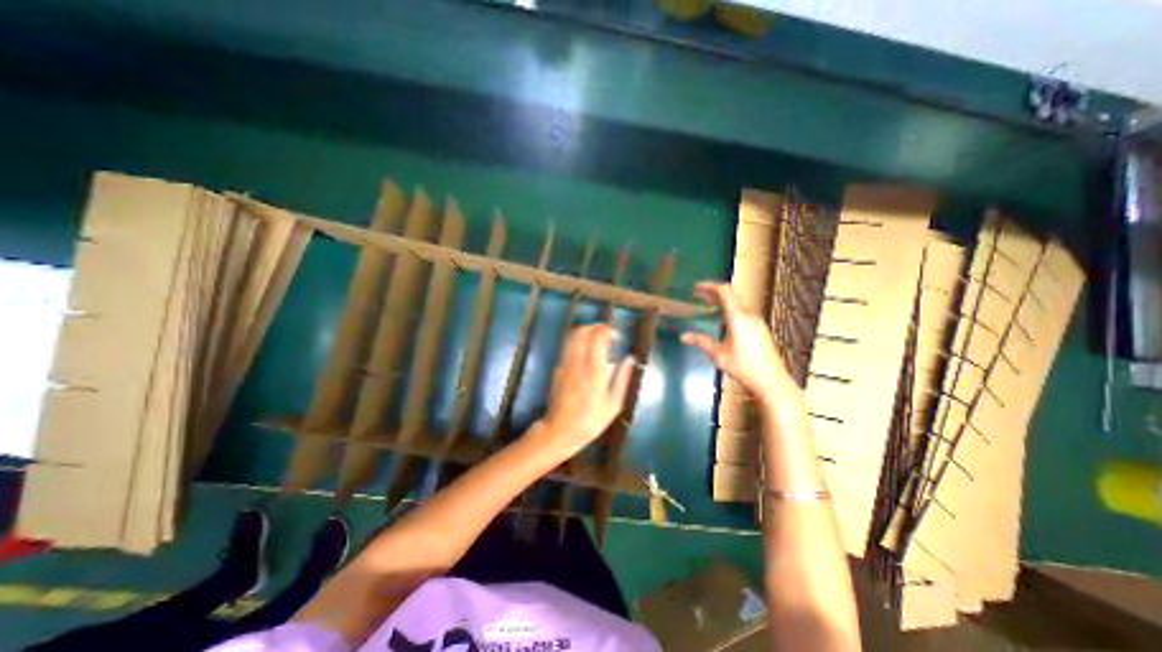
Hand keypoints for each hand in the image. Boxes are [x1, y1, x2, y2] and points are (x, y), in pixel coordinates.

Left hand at [535, 322, 634, 457]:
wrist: (561, 430)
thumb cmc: (591, 420)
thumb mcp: (614, 403)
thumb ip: (622, 378)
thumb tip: (631, 359)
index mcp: (595, 369)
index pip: (598, 337)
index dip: (607, 330)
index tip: (615, 334)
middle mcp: (579, 362)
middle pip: (583, 332)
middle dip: (595, 326)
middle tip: (606, 332)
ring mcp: (566, 364)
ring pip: (572, 337)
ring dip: (584, 331)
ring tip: (596, 337)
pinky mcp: (558, 369)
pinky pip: (568, 347)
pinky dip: (577, 342)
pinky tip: (585, 351)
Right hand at [684, 283, 798, 403]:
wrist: (772, 381)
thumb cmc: (743, 367)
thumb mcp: (718, 355)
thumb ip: (700, 342)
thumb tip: (683, 336)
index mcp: (737, 317)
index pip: (724, 291)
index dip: (709, 286)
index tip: (696, 288)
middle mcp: (749, 315)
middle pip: (731, 295)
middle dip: (713, 293)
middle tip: (698, 294)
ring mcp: (757, 322)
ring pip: (737, 304)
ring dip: (721, 301)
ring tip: (707, 305)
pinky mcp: (760, 329)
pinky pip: (742, 312)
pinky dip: (729, 310)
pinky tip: (722, 320)